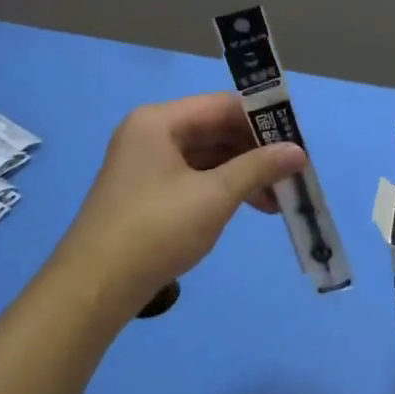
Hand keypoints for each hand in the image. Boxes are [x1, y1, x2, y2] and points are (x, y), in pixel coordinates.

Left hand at [49, 94, 306, 323]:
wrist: (95, 288)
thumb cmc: (156, 230)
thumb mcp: (215, 196)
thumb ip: (258, 168)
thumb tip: (299, 151)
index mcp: (159, 121)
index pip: (223, 105)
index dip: (263, 121)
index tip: (297, 142)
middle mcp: (149, 133)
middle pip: (215, 129)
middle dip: (255, 152)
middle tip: (291, 174)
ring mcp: (145, 162)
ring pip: (206, 156)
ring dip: (242, 173)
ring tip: (277, 200)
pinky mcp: (145, 191)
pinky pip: (193, 176)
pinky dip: (221, 188)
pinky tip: (247, 206)